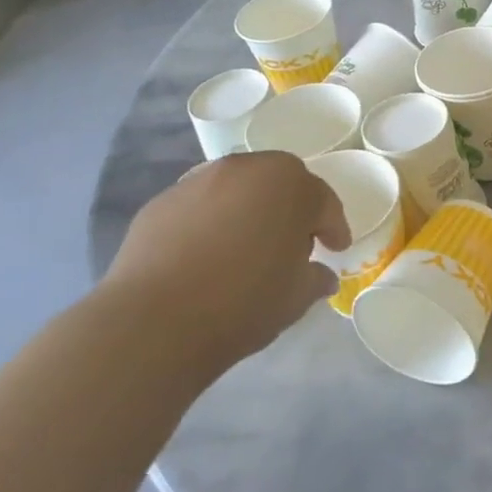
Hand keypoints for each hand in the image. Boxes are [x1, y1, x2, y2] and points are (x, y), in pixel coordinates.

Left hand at [102, 151, 350, 377]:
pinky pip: (200, 207)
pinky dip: (210, 223)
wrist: (155, 321)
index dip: (333, 227)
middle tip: (294, 243)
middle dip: (291, 208)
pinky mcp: (161, 202)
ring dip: (248, 211)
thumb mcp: (297, 297)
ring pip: (237, 190)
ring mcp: (198, 181)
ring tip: (246, 248)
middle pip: (279, 182)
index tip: (336, 248)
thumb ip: (315, 278)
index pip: (323, 201)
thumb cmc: (244, 301)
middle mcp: (245, 169)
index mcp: (289, 184)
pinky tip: (206, 256)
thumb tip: (320, 276)